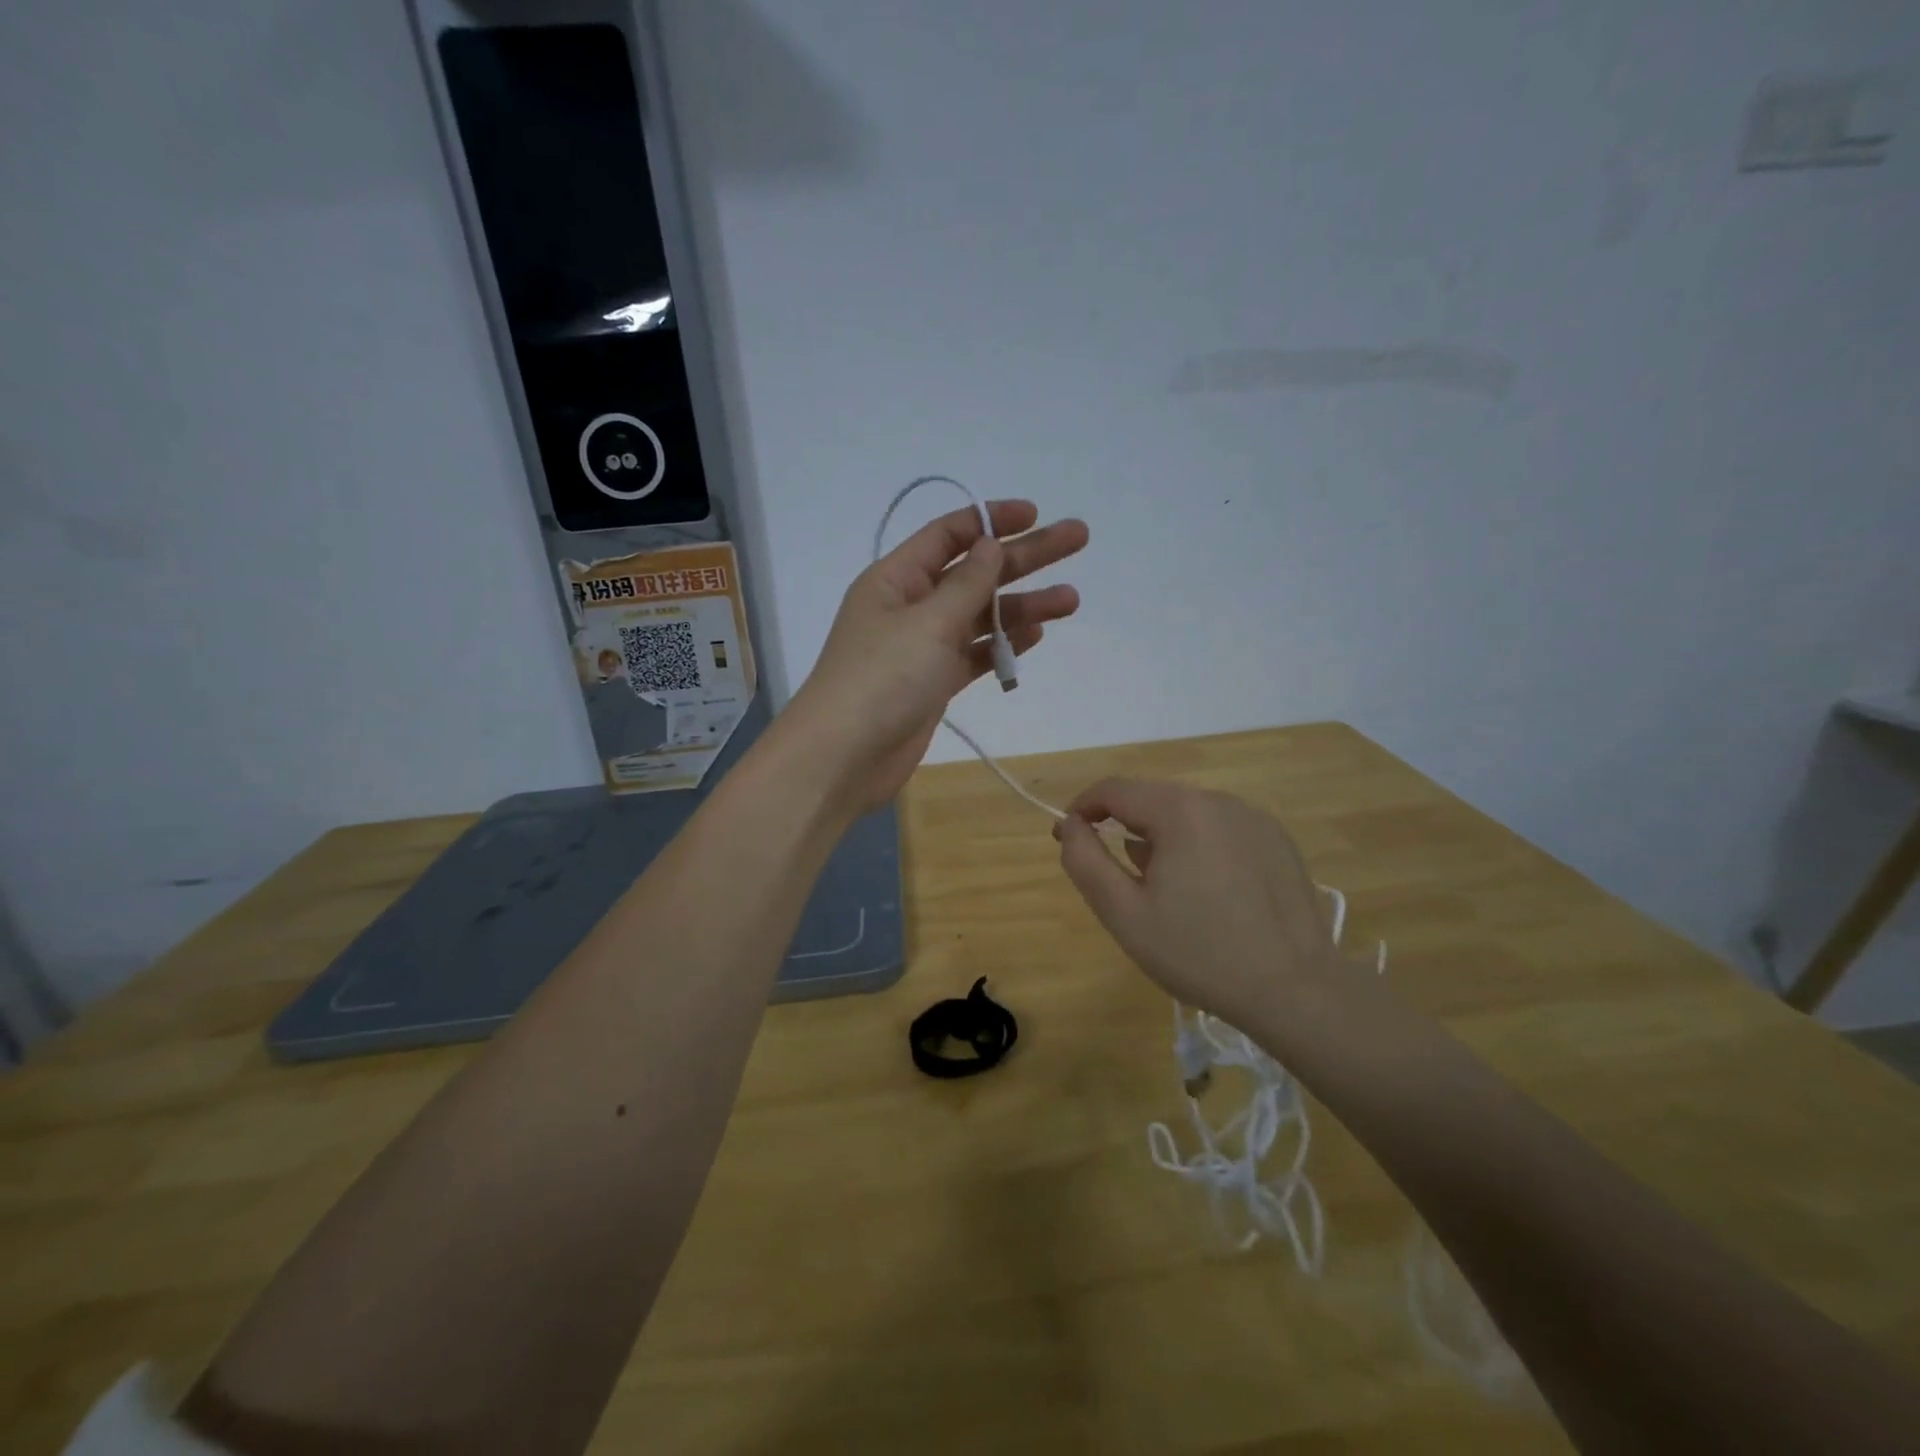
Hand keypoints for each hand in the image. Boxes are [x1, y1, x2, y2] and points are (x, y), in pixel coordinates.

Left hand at [780, 500, 1087, 814]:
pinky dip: (1003, 644)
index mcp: (896, 579)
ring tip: (1071, 599)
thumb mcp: (927, 623)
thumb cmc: (881, 678)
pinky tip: (1037, 633)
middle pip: (974, 572)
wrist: (844, 757)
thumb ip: (966, 584)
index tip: (1035, 514)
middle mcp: (910, 606)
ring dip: (1023, 605)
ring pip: (980, 616)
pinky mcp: (934, 683)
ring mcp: (922, 647)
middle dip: (1024, 557)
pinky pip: (974, 654)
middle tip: (1077, 540)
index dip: (991, 521)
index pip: (948, 535)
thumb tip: (990, 545)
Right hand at [1055, 779, 1335, 1030]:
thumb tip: (1070, 824)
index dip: (1082, 809)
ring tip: (1168, 892)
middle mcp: (1219, 800)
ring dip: (1164, 837)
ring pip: (1187, 813)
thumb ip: (1085, 860)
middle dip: (1124, 827)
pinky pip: (1221, 828)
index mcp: (1180, 811)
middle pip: (1152, 799)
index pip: (1113, 789)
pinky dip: (1200, 846)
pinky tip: (1211, 893)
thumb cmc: (1198, 953)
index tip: (1068, 838)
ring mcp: (1254, 818)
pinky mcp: (1277, 840)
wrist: (1296, 991)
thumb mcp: (1123, 913)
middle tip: (1119, 877)